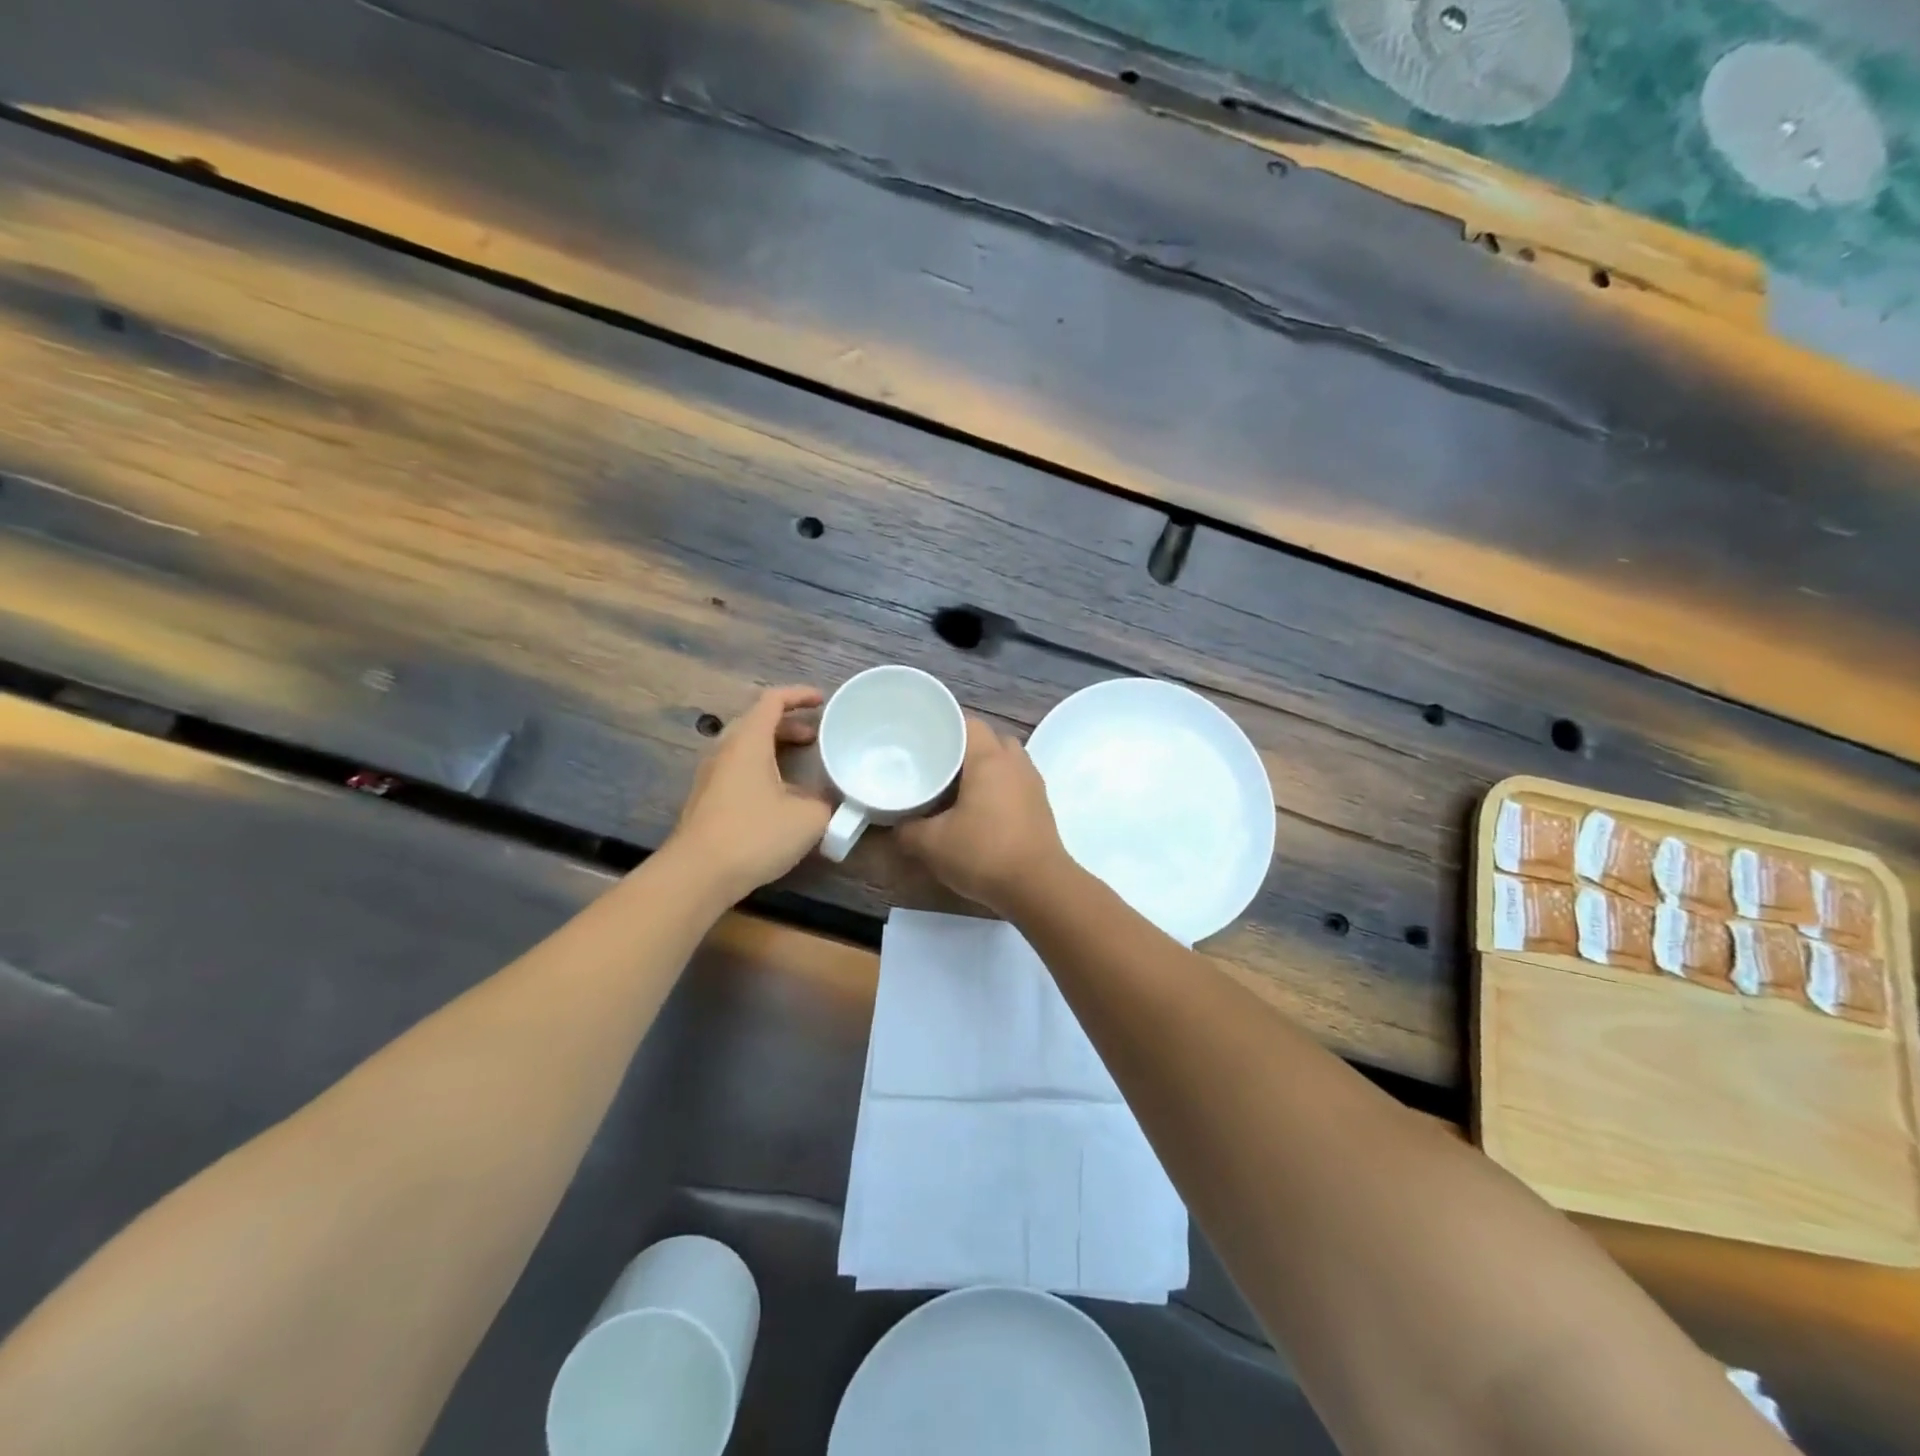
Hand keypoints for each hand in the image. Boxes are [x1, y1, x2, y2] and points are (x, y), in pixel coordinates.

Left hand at [670, 686, 830, 901]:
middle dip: (788, 724)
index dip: (799, 695)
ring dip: (774, 748)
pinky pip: (737, 770)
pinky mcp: (706, 800)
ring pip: (745, 747)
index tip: (822, 701)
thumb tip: (827, 799)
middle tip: (815, 737)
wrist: (698, 875)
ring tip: (800, 764)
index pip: (772, 700)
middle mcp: (725, 750)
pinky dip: (761, 769)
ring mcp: (711, 776)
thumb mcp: (809, 818)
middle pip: (756, 722)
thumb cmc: (755, 835)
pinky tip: (779, 795)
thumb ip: (825, 802)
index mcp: (748, 741)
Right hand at [896, 717, 1070, 917]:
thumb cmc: (984, 853)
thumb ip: (907, 830)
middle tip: (937, 764)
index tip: (922, 737)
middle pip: (988, 739)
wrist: (1038, 887)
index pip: (968, 722)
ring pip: (1004, 761)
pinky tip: (979, 810)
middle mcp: (1015, 762)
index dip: (944, 724)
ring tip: (956, 788)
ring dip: (983, 769)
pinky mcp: (1040, 805)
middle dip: (963, 748)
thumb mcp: (932, 844)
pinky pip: (1015, 782)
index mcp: (989, 758)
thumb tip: (896, 825)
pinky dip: (997, 787)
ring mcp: (1032, 783)